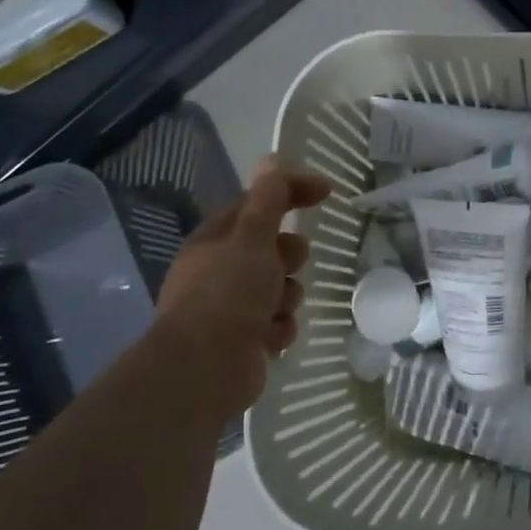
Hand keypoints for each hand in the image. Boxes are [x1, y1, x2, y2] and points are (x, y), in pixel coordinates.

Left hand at [154, 156, 330, 415]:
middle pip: (273, 249)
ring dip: (287, 297)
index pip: (259, 204)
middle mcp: (220, 271)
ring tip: (277, 309)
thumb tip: (271, 159)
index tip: (328, 192)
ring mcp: (230, 307)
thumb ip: (267, 200)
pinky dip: (279, 327)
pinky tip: (270, 338)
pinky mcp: (243, 339)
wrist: (203, 371)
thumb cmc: (227, 295)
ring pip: (280, 288)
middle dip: (289, 257)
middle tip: (288, 265)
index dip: (292, 193)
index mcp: (216, 241)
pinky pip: (278, 322)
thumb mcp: (252, 238)